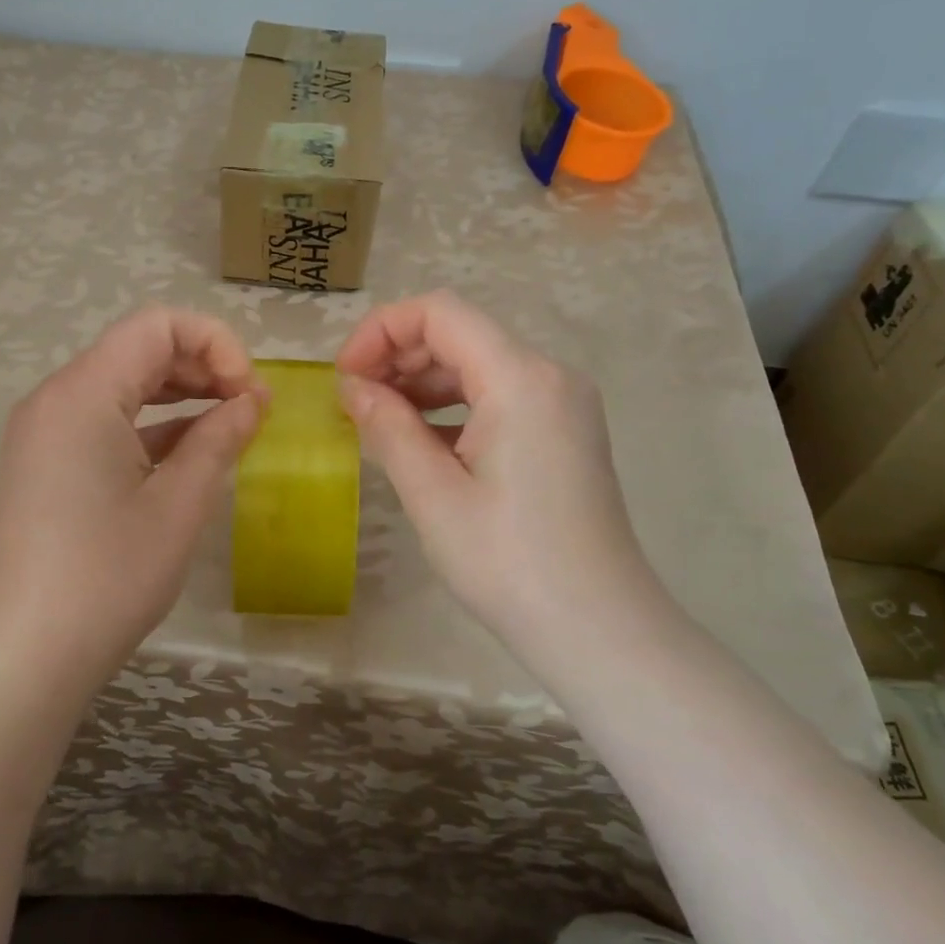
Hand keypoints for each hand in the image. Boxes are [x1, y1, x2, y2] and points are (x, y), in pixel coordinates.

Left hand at [0, 306, 265, 702]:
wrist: (27, 656)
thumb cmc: (109, 576)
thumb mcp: (180, 503)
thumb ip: (220, 437)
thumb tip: (252, 400)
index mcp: (83, 393)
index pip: (157, 325)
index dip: (216, 343)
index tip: (249, 392)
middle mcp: (56, 398)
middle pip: (139, 349)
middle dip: (202, 366)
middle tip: (250, 409)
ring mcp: (46, 431)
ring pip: (124, 384)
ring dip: (180, 394)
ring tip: (230, 425)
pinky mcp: (47, 462)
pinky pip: (106, 420)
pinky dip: (152, 425)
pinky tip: (191, 451)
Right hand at [335, 291, 658, 648]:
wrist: (600, 630)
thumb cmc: (510, 563)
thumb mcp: (434, 494)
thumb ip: (388, 427)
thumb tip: (352, 389)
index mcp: (520, 379)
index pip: (439, 313)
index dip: (381, 331)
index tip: (345, 377)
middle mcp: (548, 375)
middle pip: (459, 334)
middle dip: (397, 357)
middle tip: (352, 403)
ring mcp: (561, 403)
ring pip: (477, 364)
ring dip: (422, 383)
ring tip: (377, 422)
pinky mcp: (562, 431)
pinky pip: (497, 396)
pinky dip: (452, 406)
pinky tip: (420, 441)